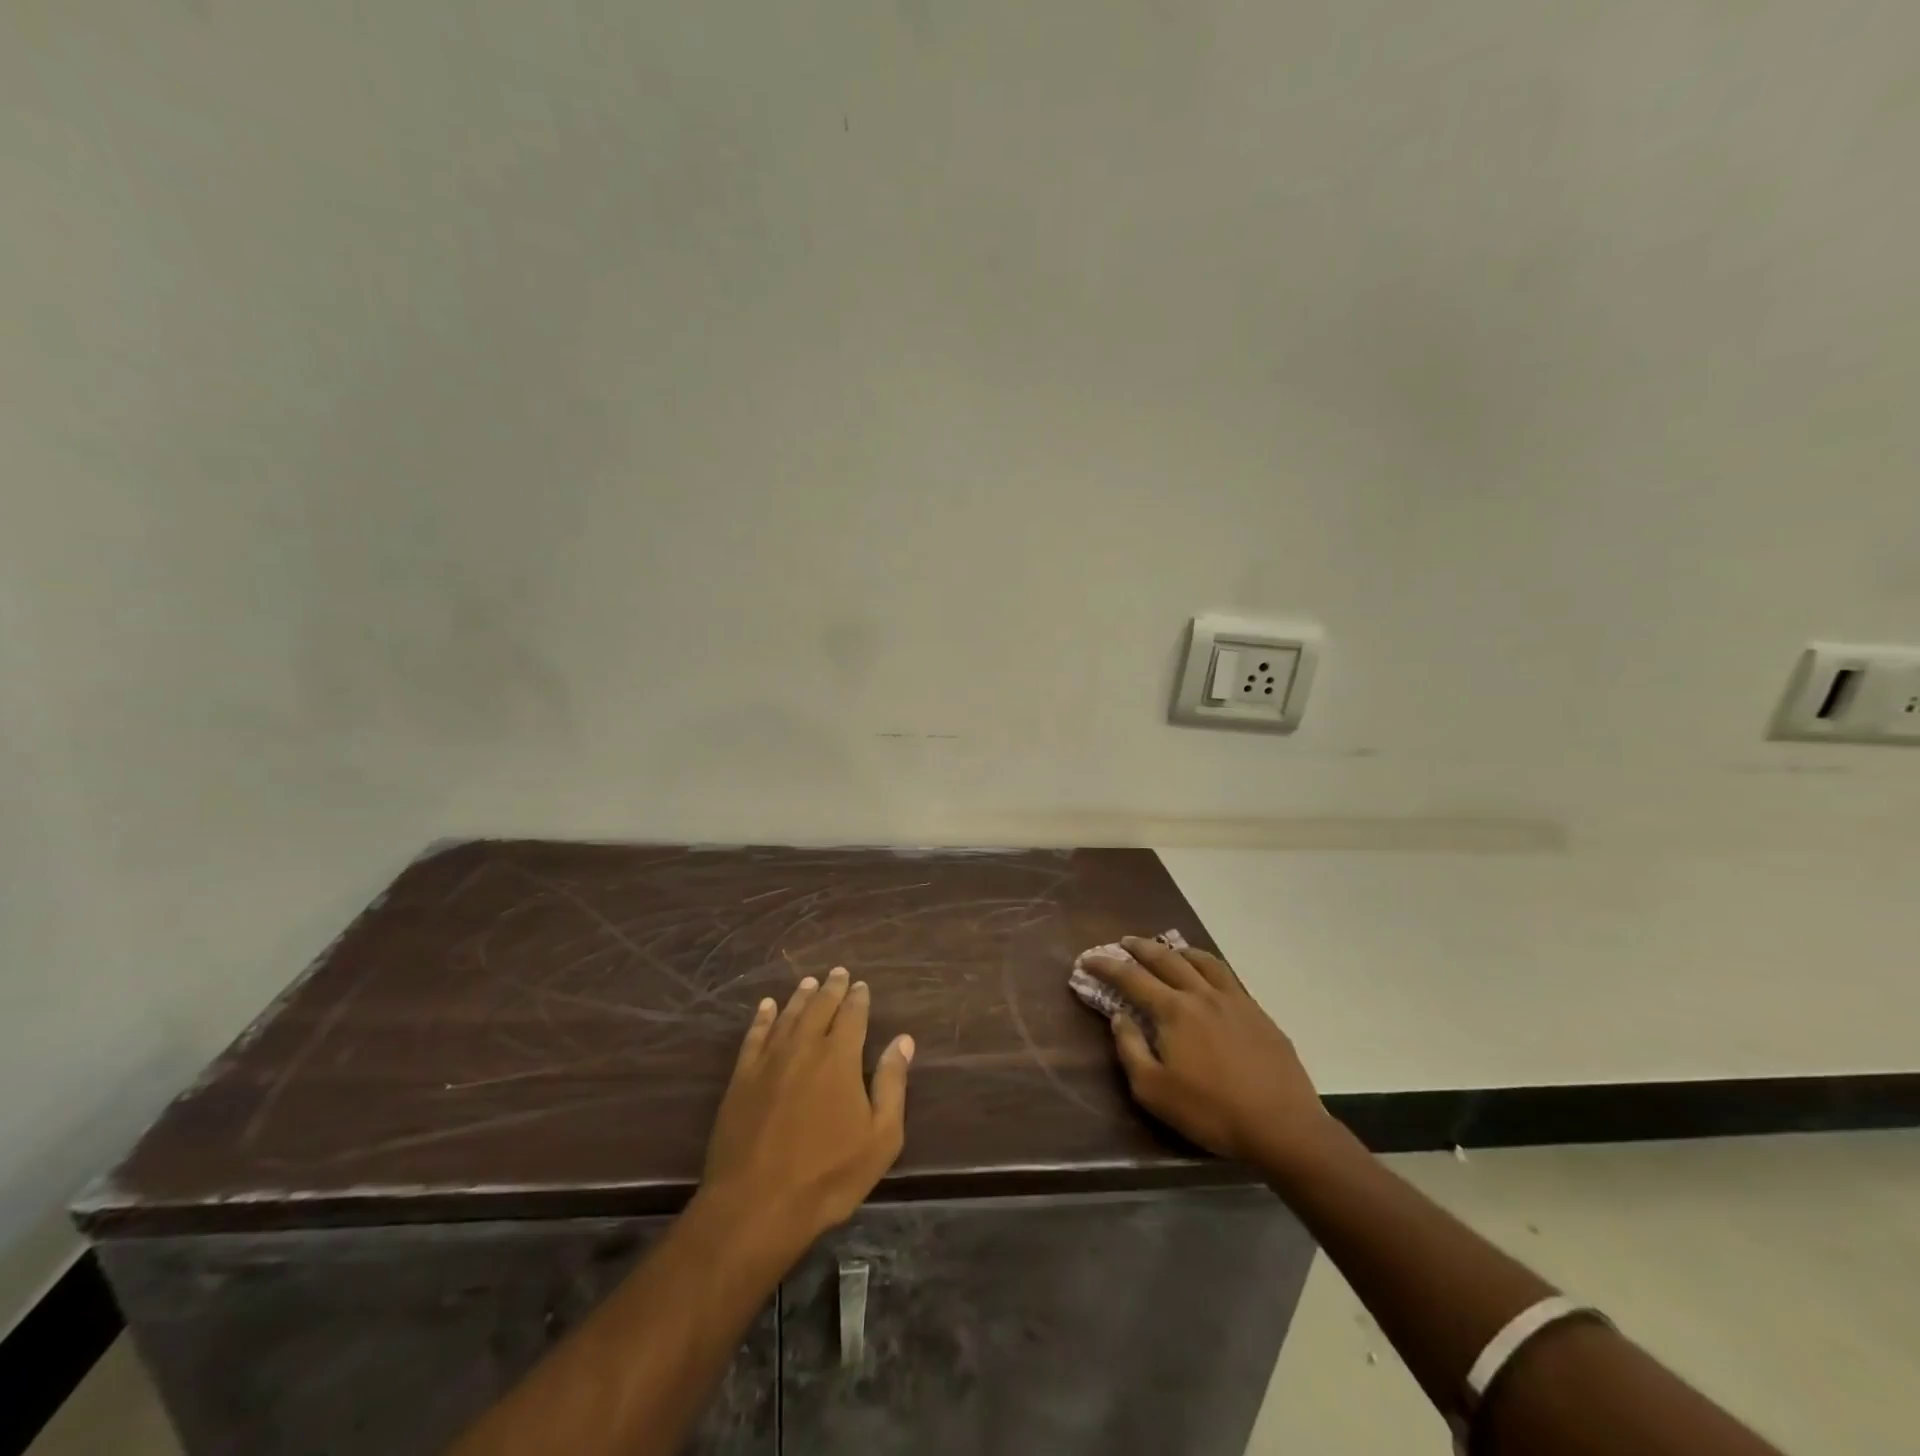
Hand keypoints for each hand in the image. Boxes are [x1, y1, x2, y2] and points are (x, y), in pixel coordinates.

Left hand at [700, 968, 914, 1259]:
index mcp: (840, 1058)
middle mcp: (805, 1047)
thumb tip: (903, 1040)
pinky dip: (763, 1017)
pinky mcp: (742, 1078)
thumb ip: (892, 1084)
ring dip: (801, 996)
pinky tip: (767, 1007)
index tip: (861, 985)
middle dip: (831, 988)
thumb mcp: (880, 1138)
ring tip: (809, 982)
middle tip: (838, 973)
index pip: (852, 1015)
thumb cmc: (828, 1176)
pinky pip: (754, 1036)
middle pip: (820, 1007)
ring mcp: (769, 1060)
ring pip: (788, 1016)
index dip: (858, 998)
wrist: (756, 1205)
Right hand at [1084, 936, 1326, 1168]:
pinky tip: (1209, 976)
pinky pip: (1228, 976)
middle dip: (1140, 947)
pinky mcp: (1258, 1014)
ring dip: (1178, 950)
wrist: (1282, 1126)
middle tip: (1124, 942)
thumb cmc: (1211, 1112)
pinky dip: (1208, 965)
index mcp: (1174, 1010)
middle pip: (1166, 959)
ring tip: (1168, 948)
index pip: (1131, 978)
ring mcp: (1234, 1000)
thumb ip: (1131, 1049)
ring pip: (1202, 961)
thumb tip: (1119, 1017)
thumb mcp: (1154, 1091)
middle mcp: (1202, 994)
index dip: (1107, 966)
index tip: (1088, 959)